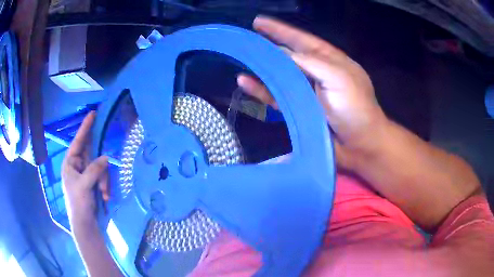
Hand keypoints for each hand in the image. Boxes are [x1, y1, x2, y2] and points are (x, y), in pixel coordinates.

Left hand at [62, 112, 109, 229]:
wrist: (85, 224)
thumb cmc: (78, 204)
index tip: (93, 114)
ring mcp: (86, 173)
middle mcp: (78, 165)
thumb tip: (106, 157)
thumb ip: (94, 170)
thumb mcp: (84, 186)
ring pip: (100, 167)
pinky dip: (105, 185)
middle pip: (92, 155)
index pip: (78, 141)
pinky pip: (103, 176)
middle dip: (100, 170)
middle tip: (102, 185)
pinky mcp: (94, 181)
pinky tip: (105, 196)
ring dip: (104, 181)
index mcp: (70, 163)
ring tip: (103, 194)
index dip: (85, 128)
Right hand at [239, 16, 387, 166]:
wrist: (361, 145)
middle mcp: (315, 72)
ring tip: (241, 59)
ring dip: (261, 67)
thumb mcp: (338, 77)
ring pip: (279, 75)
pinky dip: (261, 90)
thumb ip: (309, 62)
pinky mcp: (298, 109)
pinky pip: (276, 96)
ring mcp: (306, 91)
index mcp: (329, 59)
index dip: (280, 30)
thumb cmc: (356, 108)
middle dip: (267, 46)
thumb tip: (281, 53)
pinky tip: (245, 82)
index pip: (301, 39)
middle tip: (244, 40)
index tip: (258, 21)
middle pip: (287, 55)